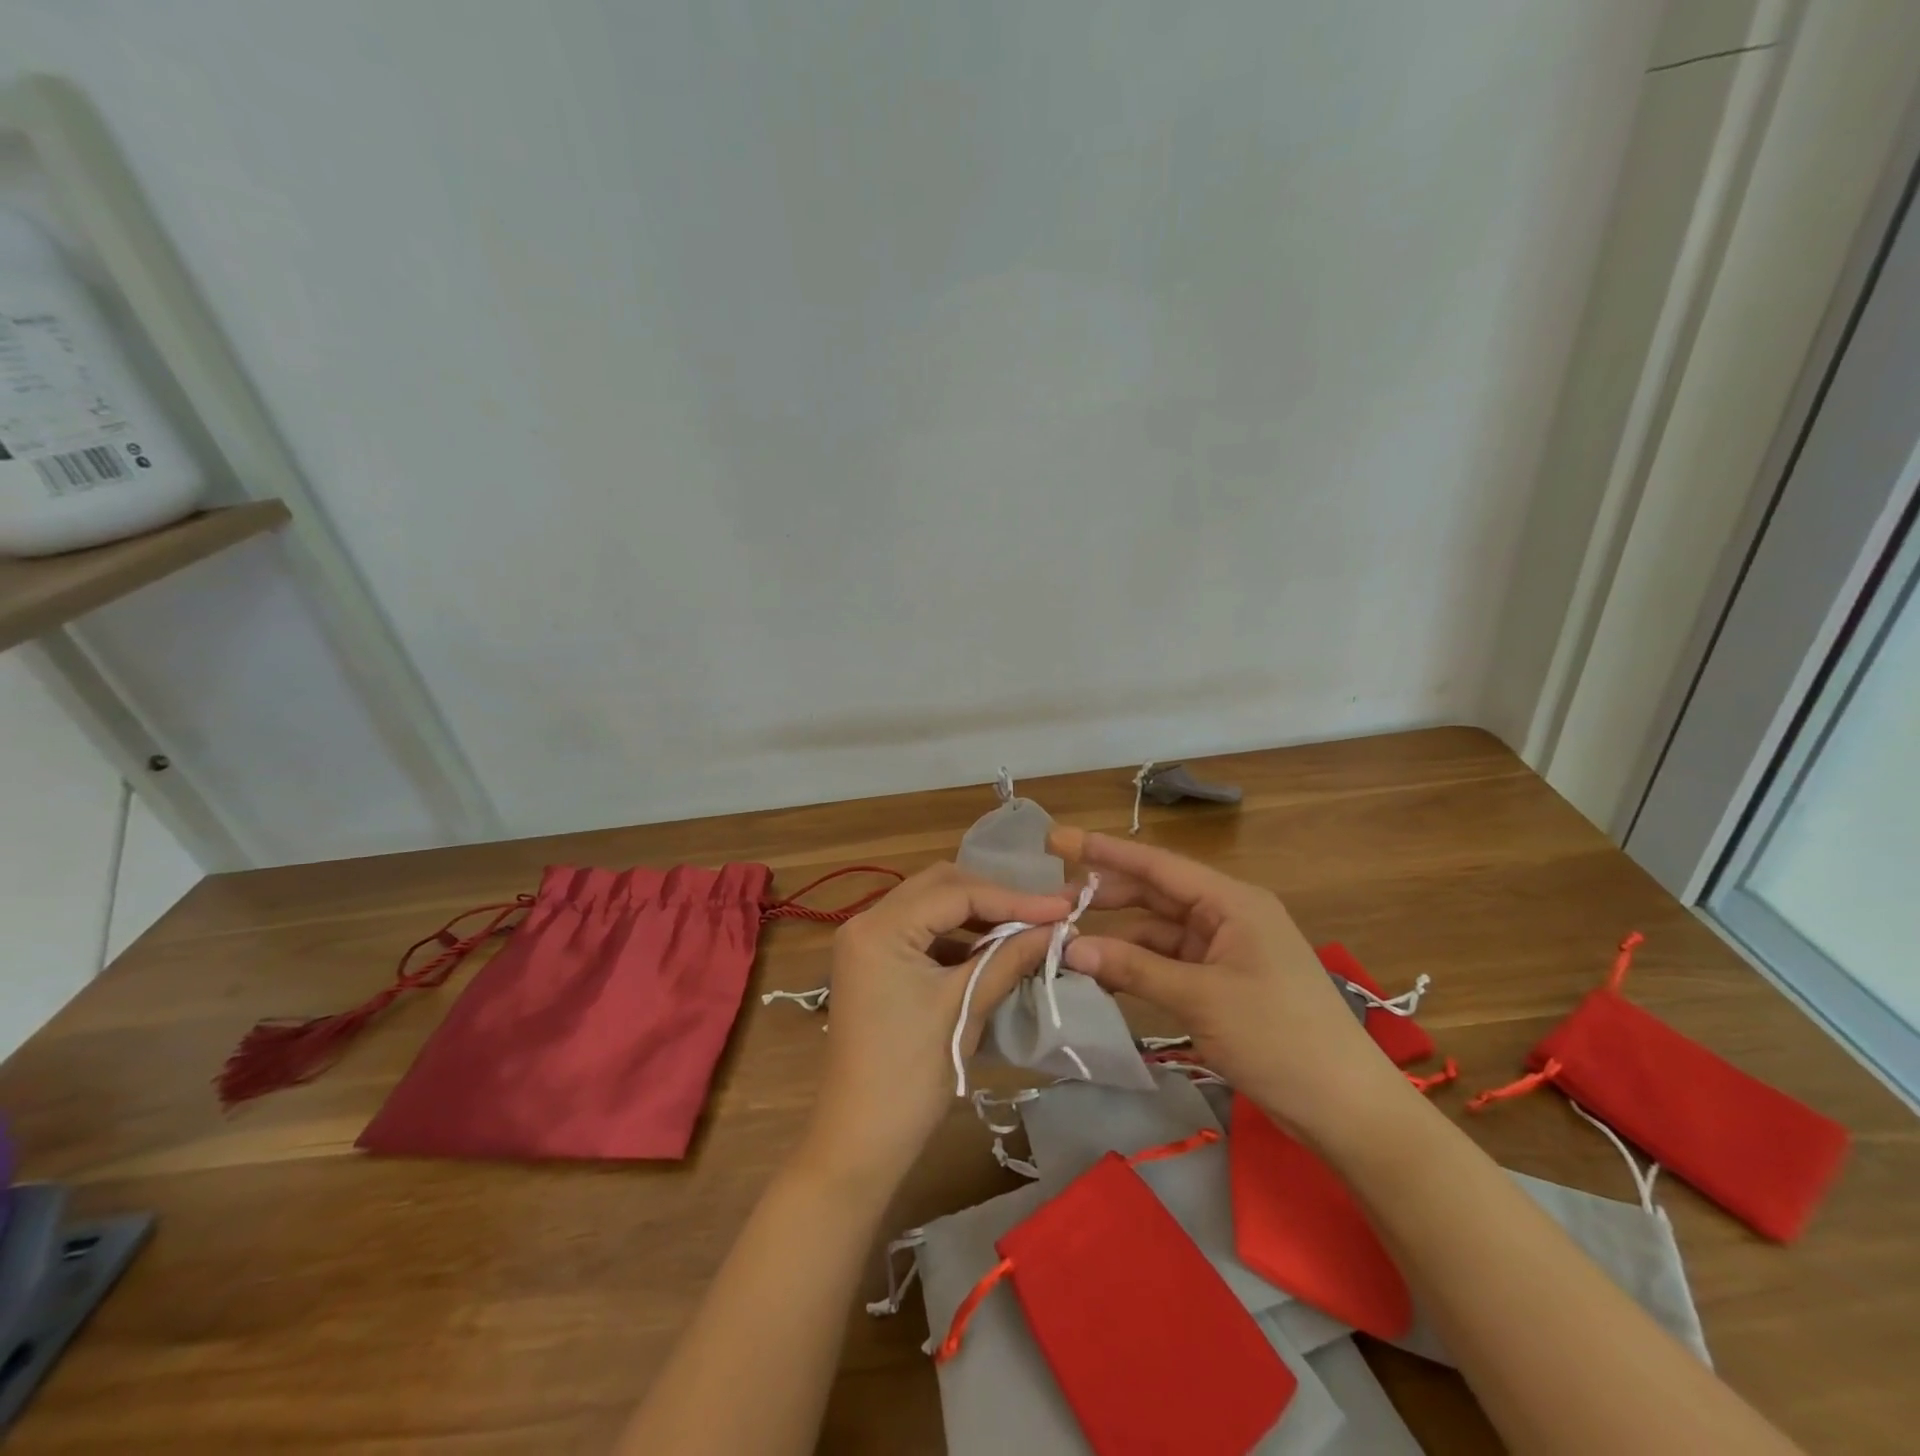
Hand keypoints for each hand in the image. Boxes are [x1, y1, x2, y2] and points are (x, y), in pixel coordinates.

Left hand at [794, 862, 1069, 1193]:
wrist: (858, 1142)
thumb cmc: (910, 1075)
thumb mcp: (963, 1008)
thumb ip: (1009, 958)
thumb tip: (1057, 928)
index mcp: (880, 927)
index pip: (956, 893)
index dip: (1013, 898)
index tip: (1063, 906)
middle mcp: (866, 921)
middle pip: (940, 887)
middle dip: (994, 897)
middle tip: (1044, 911)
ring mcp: (866, 943)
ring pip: (930, 906)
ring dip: (976, 915)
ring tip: (1025, 927)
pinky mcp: (873, 964)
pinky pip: (920, 933)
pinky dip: (956, 936)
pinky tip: (990, 950)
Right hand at [1050, 828, 1413, 1148]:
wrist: (1346, 1108)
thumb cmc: (1279, 1038)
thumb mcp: (1200, 999)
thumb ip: (1133, 969)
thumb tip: (1069, 948)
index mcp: (1232, 901)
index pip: (1158, 865)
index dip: (1105, 851)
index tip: (1058, 840)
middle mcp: (1227, 916)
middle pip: (1154, 894)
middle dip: (1104, 896)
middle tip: (1050, 901)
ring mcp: (1225, 950)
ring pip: (1157, 932)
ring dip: (1117, 938)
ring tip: (1065, 942)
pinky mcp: (1222, 983)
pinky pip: (1168, 963)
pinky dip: (1136, 968)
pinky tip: (1102, 975)